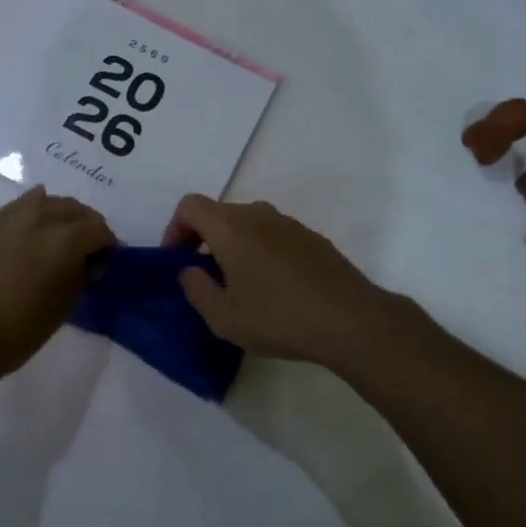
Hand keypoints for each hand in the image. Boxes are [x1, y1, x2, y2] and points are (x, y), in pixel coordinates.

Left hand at [0, 187, 114, 381]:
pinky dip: (21, 223)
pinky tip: (16, 245)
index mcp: (63, 239)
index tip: (107, 258)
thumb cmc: (16, 331)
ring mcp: (1, 218)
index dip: (107, 242)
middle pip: (70, 207)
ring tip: (51, 237)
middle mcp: (35, 217)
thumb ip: (80, 279)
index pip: (97, 227)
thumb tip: (89, 264)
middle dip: (82, 223)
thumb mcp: (61, 310)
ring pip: (38, 201)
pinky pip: (8, 215)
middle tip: (83, 245)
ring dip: (52, 215)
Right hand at [163, 195, 432, 372]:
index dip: (175, 229)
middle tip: (203, 276)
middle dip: (203, 239)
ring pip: (248, 223)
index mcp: (230, 226)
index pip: (189, 206)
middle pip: (218, 213)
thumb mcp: (223, 317)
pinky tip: (273, 288)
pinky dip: (261, 251)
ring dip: (233, 245)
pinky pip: (273, 235)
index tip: (176, 261)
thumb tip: (189, 271)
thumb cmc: (277, 317)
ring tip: (239, 284)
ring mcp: (288, 223)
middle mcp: (257, 214)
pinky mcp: (312, 238)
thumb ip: (196, 289)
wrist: (351, 320)